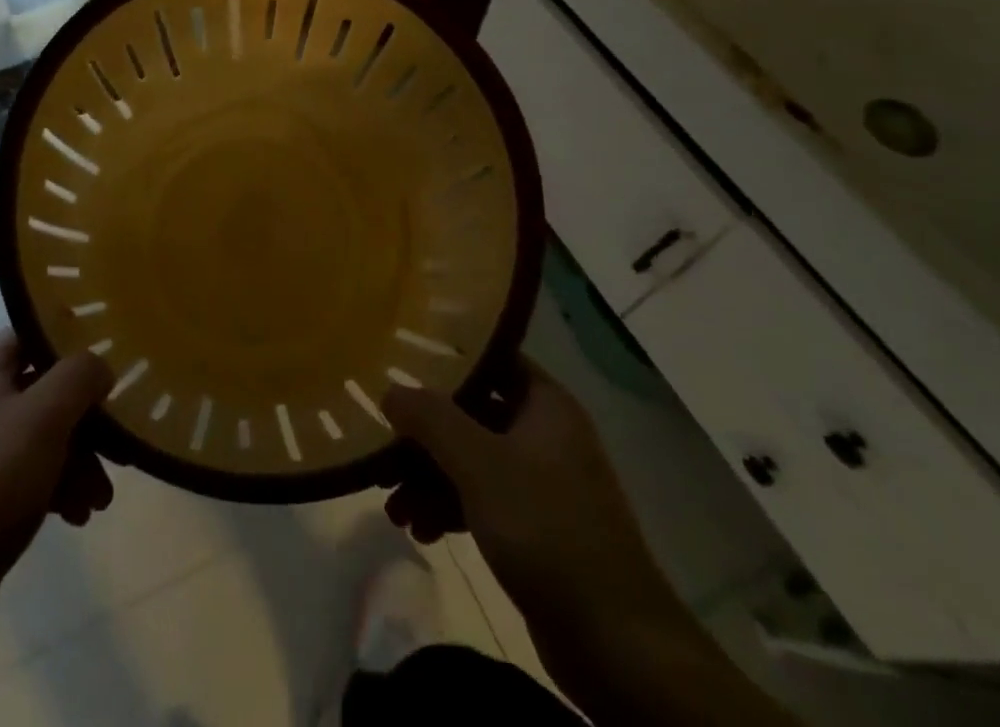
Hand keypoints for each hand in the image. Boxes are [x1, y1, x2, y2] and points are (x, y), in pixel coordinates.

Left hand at [0, 332, 112, 726]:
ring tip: (100, 500)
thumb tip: (100, 364)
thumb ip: (79, 376)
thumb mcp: (43, 418)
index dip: (73, 342)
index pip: (32, 334)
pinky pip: (28, 473)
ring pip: (42, 436)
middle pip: (44, 390)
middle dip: (85, 420)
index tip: (112, 360)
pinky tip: (77, 516)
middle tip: (118, 447)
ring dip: (78, 461)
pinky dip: (57, 487)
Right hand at [384, 360, 802, 726]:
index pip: (491, 359)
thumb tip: (390, 389)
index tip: (402, 361)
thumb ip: (431, 419)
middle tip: (383, 445)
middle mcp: (546, 436)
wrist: (615, 643)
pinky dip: (449, 509)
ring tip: (391, 505)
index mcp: (546, 406)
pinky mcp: (536, 530)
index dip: (447, 357)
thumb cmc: (546, 529)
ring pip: (472, 461)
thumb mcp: (479, 463)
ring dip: (429, 478)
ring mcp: (542, 484)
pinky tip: (419, 529)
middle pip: (473, 414)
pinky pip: (481, 501)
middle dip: (425, 433)